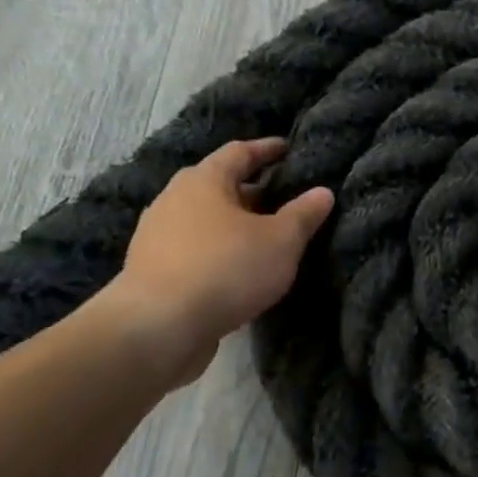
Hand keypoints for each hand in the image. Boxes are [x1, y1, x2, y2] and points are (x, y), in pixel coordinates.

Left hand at [95, 138, 333, 386]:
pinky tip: (240, 268)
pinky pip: (196, 248)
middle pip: (220, 185)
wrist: (158, 327)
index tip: (289, 149)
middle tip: (285, 197)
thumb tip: (323, 192)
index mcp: (204, 180)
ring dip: (236, 223)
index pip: (240, 152)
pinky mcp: (154, 269)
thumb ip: (304, 214)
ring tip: (266, 236)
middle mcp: (174, 199)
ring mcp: (158, 235)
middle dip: (253, 189)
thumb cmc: (226, 269)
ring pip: (206, 219)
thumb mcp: (281, 241)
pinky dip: (221, 249)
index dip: (267, 150)